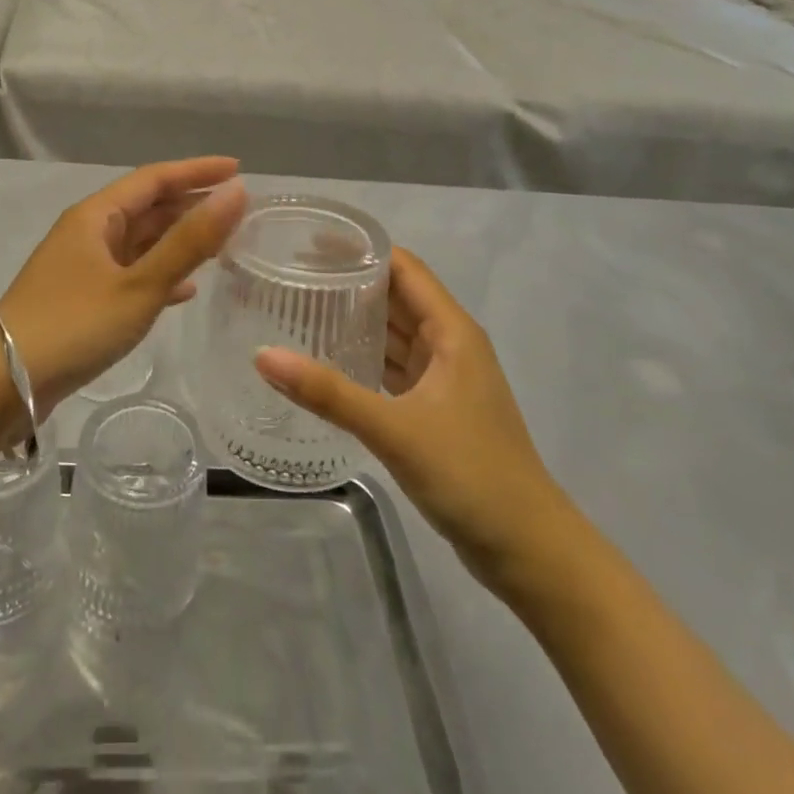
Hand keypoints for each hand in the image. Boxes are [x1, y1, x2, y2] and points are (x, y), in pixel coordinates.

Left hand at [0, 158, 248, 413]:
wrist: (3, 382)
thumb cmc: (74, 325)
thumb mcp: (140, 284)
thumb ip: (190, 241)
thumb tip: (236, 192)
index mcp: (96, 215)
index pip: (155, 178)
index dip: (197, 171)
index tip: (239, 170)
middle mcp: (88, 231)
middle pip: (147, 207)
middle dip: (191, 205)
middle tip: (238, 211)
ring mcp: (83, 266)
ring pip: (140, 242)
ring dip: (179, 241)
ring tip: (222, 245)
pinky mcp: (82, 298)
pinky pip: (130, 273)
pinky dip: (160, 274)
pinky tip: (186, 290)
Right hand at [255, 247, 575, 596]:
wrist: (530, 551)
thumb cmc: (471, 474)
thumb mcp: (395, 429)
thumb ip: (329, 393)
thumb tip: (263, 355)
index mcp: (452, 331)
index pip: (403, 267)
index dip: (361, 249)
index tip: (309, 242)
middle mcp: (449, 345)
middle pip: (396, 296)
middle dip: (350, 281)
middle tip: (291, 274)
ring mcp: (444, 379)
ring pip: (394, 333)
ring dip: (355, 319)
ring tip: (300, 307)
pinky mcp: (435, 410)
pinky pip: (393, 367)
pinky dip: (364, 356)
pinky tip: (327, 359)